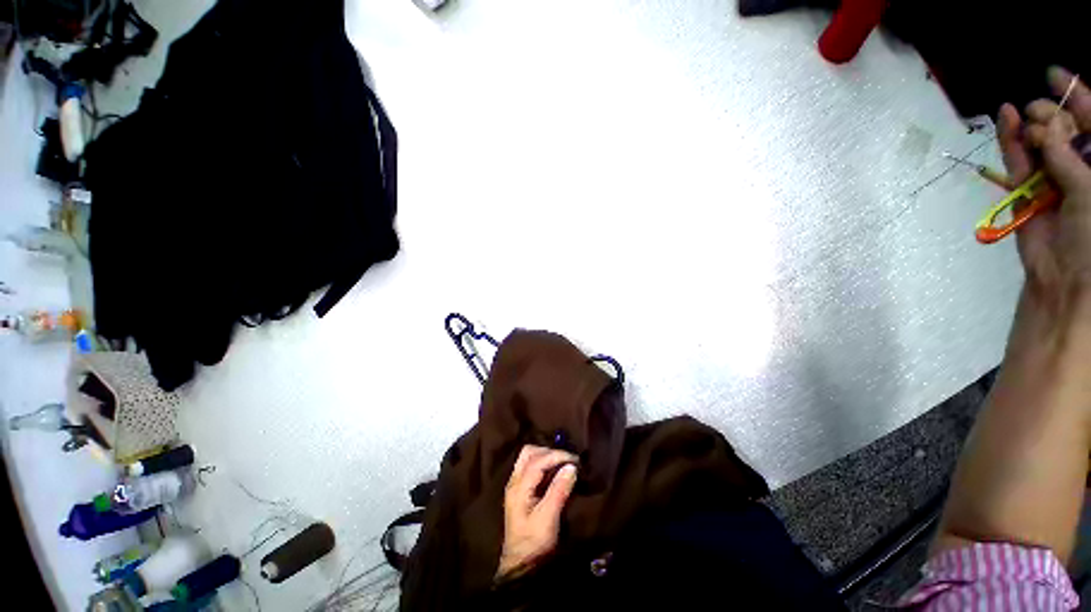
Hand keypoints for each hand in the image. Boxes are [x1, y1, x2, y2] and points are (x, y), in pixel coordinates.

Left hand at [496, 445, 577, 580]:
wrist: (520, 566)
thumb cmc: (534, 544)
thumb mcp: (548, 519)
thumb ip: (559, 490)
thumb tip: (571, 467)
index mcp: (518, 487)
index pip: (537, 460)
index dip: (556, 456)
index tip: (574, 460)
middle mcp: (515, 481)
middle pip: (529, 452)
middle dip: (549, 452)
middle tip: (567, 460)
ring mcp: (516, 485)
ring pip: (529, 457)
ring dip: (546, 456)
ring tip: (563, 464)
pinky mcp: (521, 491)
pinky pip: (531, 467)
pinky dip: (544, 464)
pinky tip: (556, 472)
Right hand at [998, 67, 1090, 308]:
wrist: (1063, 277)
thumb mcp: (1090, 192)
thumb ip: (1070, 159)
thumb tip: (1045, 134)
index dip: (1079, 96)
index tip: (1055, 75)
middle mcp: (1082, 167)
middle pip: (1066, 128)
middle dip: (1053, 114)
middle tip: (1041, 111)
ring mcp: (1054, 178)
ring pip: (1040, 142)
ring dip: (1032, 125)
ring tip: (1022, 114)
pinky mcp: (1027, 190)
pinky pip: (1018, 160)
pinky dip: (1011, 139)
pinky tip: (1006, 117)